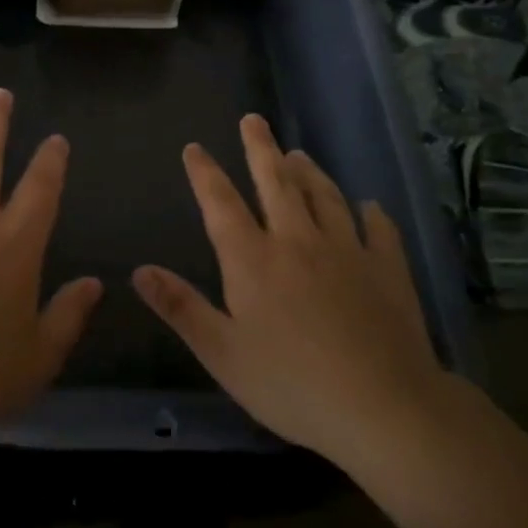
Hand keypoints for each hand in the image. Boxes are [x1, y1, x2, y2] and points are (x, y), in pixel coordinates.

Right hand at [132, 114, 447, 464]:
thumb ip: (181, 308)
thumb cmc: (292, 385)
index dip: (205, 173)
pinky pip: (378, 229)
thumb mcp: (222, 354)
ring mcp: (346, 251)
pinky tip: (369, 206)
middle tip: (253, 119)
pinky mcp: (387, 269)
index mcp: (252, 260)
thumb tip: (139, 271)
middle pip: (275, 182)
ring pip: (324, 196)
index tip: (194, 147)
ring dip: (309, 171)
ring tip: (298, 153)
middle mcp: (297, 241)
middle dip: (260, 148)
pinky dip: (371, 213)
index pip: (221, 203)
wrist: (383, 408)